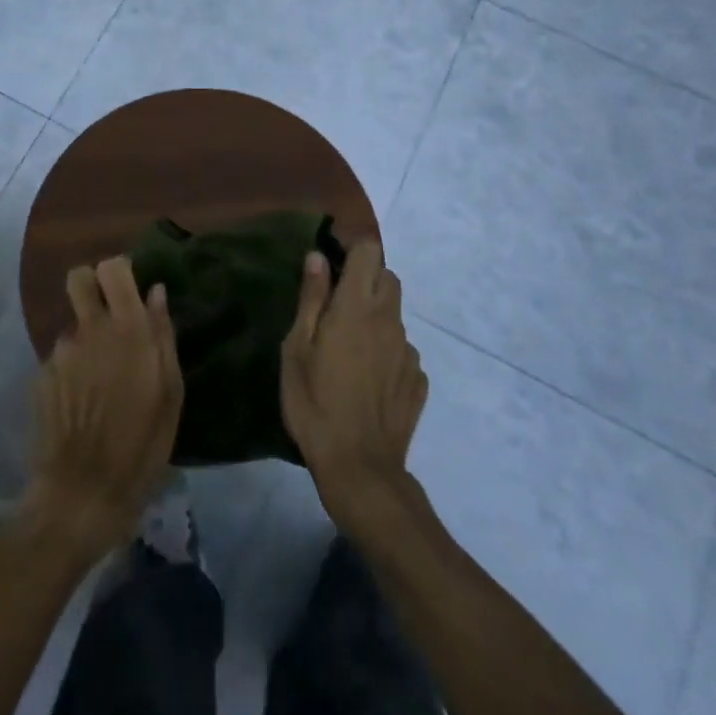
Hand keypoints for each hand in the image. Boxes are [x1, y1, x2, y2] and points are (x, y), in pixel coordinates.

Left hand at [25, 258, 182, 560]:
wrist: (82, 494)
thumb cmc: (141, 445)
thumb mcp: (170, 393)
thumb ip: (163, 334)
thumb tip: (156, 292)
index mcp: (127, 328)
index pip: (112, 267)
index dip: (120, 272)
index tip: (130, 291)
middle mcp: (89, 329)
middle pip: (79, 278)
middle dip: (92, 287)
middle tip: (109, 317)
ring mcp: (60, 352)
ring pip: (73, 324)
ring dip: (86, 340)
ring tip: (102, 381)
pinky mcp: (41, 376)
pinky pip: (61, 358)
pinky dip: (72, 370)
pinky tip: (82, 403)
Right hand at [280, 239, 427, 531]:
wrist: (359, 466)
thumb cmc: (315, 402)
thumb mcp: (297, 348)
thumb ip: (311, 298)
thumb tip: (318, 257)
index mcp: (356, 306)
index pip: (369, 251)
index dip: (352, 247)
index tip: (332, 261)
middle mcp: (388, 320)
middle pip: (387, 277)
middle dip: (366, 277)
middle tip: (338, 302)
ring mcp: (407, 351)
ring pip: (395, 314)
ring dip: (376, 315)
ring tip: (350, 345)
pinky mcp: (418, 380)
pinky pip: (402, 350)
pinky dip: (387, 350)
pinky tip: (368, 377)